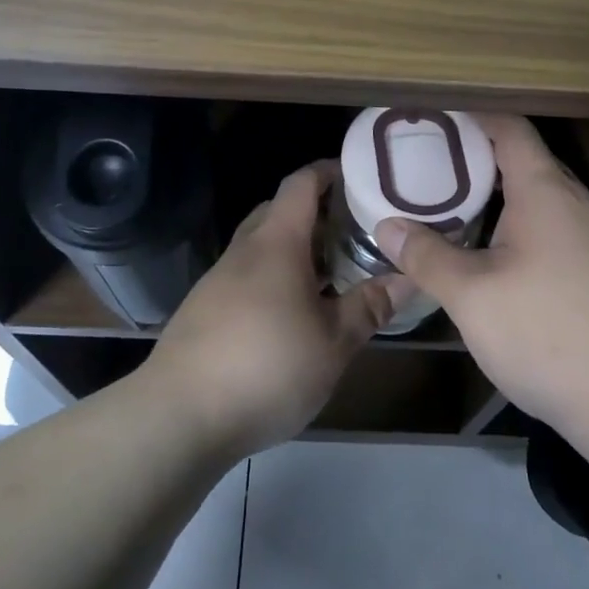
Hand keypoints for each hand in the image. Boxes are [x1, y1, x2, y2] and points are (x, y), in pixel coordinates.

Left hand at [147, 161, 401, 458]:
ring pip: (262, 246)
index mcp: (276, 242)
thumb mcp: (333, 342)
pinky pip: (247, 275)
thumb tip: (409, 277)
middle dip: (317, 213)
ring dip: (296, 249)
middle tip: (356, 230)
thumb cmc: (267, 368)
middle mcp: (244, 250)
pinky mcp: (205, 309)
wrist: (178, 417)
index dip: (329, 171)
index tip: (361, 177)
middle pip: (279, 210)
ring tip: (332, 272)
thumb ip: (370, 305)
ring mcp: (219, 279)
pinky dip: (275, 277)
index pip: (301, 183)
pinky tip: (293, 312)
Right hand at [375, 114, 588, 444]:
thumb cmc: (547, 333)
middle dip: (478, 158)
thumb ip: (427, 256)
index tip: (433, 119)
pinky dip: (519, 226)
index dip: (472, 115)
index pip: (510, 127)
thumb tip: (387, 226)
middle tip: (430, 166)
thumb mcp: (471, 296)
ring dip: (499, 197)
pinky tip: (495, 258)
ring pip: (540, 199)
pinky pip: (554, 229)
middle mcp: (575, 203)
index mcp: (545, 190)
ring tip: (454, 208)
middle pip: (524, 160)